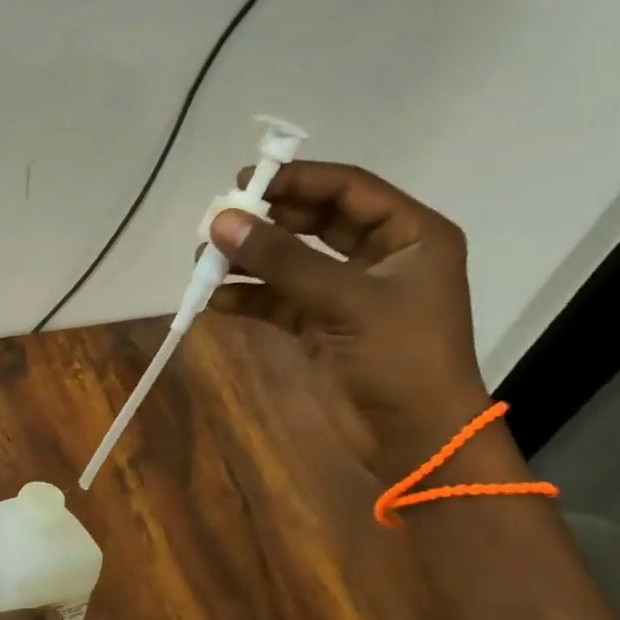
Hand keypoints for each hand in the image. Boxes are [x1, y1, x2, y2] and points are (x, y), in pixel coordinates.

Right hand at [208, 160, 493, 478]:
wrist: (416, 438)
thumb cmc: (400, 359)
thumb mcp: (346, 302)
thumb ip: (283, 260)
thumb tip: (221, 222)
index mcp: (408, 235)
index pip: (347, 190)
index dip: (297, 181)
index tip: (244, 181)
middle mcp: (379, 257)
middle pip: (315, 224)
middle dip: (266, 223)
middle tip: (217, 221)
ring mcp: (349, 294)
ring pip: (292, 264)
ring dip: (250, 262)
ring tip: (203, 261)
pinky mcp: (324, 328)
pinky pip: (280, 301)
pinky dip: (250, 299)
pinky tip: (215, 300)